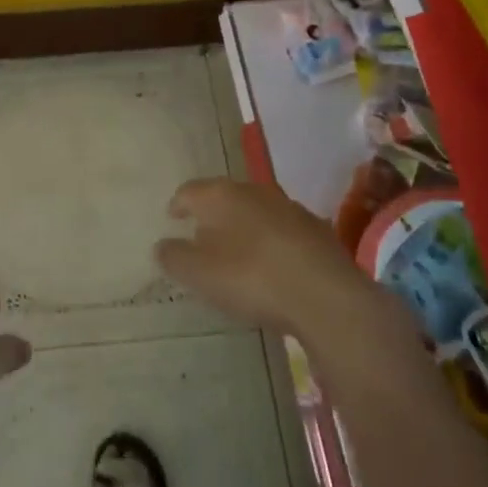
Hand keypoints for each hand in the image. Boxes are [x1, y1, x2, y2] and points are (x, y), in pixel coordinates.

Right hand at [156, 178, 372, 339]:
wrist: (325, 296)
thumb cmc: (251, 277)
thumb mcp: (199, 274)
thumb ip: (174, 257)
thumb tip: (162, 245)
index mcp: (221, 195)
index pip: (190, 190)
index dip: (178, 204)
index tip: (172, 217)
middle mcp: (255, 191)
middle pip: (225, 197)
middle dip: (212, 215)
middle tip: (202, 236)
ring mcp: (290, 208)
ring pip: (256, 212)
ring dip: (244, 228)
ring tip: (237, 253)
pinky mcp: (317, 230)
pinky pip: (283, 231)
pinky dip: (272, 243)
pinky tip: (272, 266)